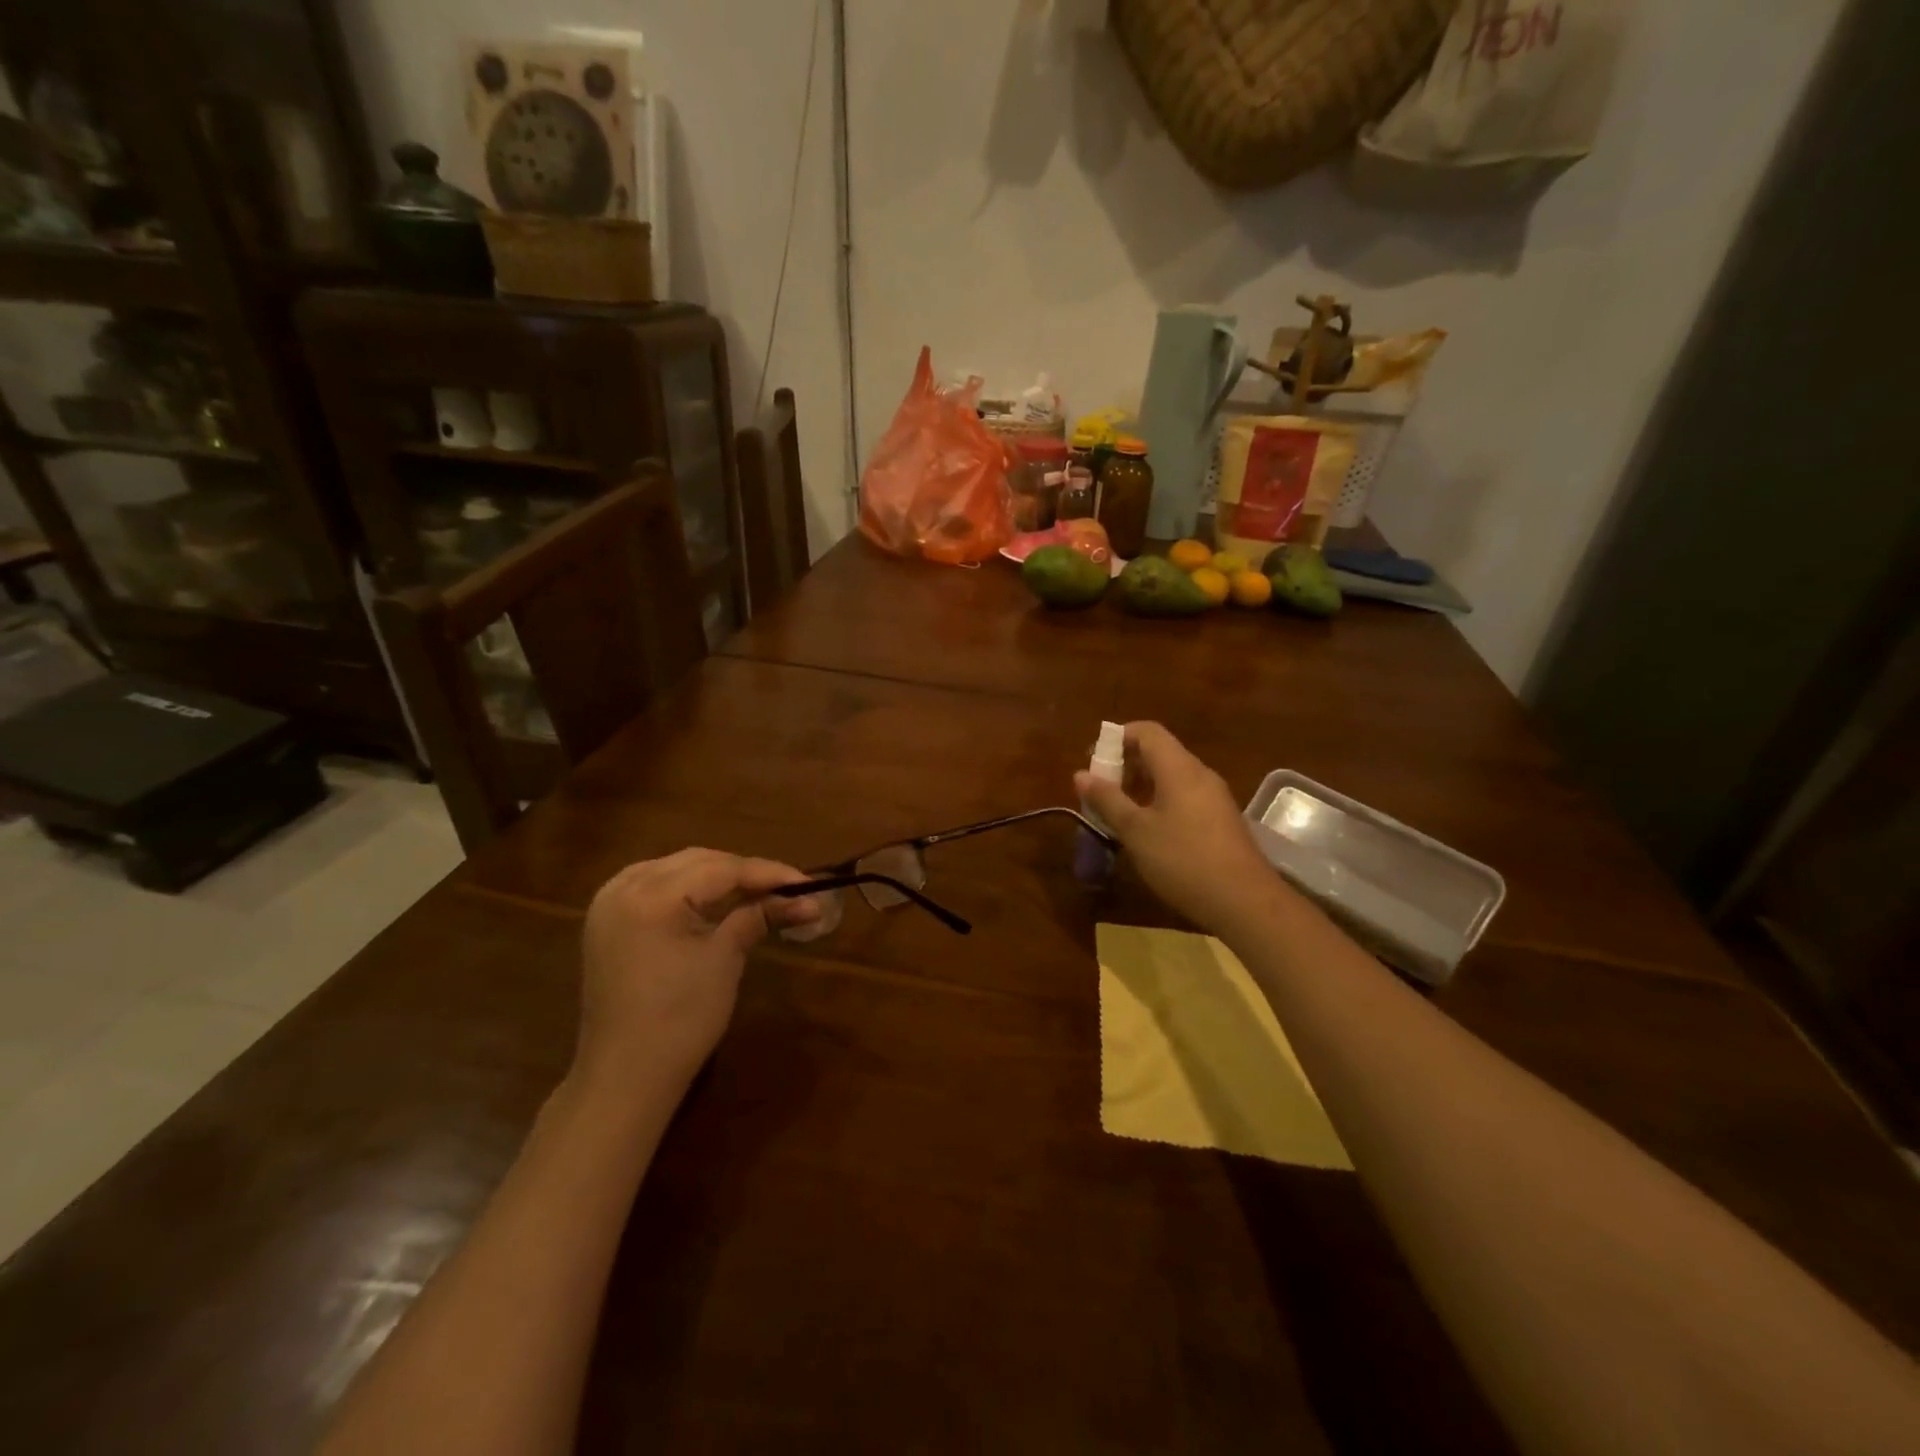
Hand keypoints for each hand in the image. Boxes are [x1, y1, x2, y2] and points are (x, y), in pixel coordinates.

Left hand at [574, 849, 819, 1100]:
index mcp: (652, 895)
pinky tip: (712, 899)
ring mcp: (609, 902)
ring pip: (676, 868)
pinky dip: (688, 887)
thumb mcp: (724, 960)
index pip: (723, 869)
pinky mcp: (607, 920)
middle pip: (699, 861)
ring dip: (717, 876)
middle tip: (787, 889)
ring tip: (757, 891)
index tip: (809, 883)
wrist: (624, 1077)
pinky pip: (655, 885)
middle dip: (744, 873)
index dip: (770, 873)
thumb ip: (760, 916)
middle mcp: (625, 886)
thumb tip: (808, 900)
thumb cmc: (680, 1020)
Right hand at [1075, 722, 1276, 933]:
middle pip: (1159, 752)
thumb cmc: (1183, 859)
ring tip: (1117, 813)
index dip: (1117, 737)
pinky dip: (1159, 802)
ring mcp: (1214, 797)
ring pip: (1171, 777)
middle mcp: (1199, 774)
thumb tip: (1080, 774)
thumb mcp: (1136, 831)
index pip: (1146, 731)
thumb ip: (1107, 800)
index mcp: (1179, 768)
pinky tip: (1146, 832)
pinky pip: (1184, 797)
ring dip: (1141, 787)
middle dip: (1125, 765)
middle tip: (1100, 791)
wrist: (1245, 901)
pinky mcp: (1220, 820)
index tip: (1093, 760)